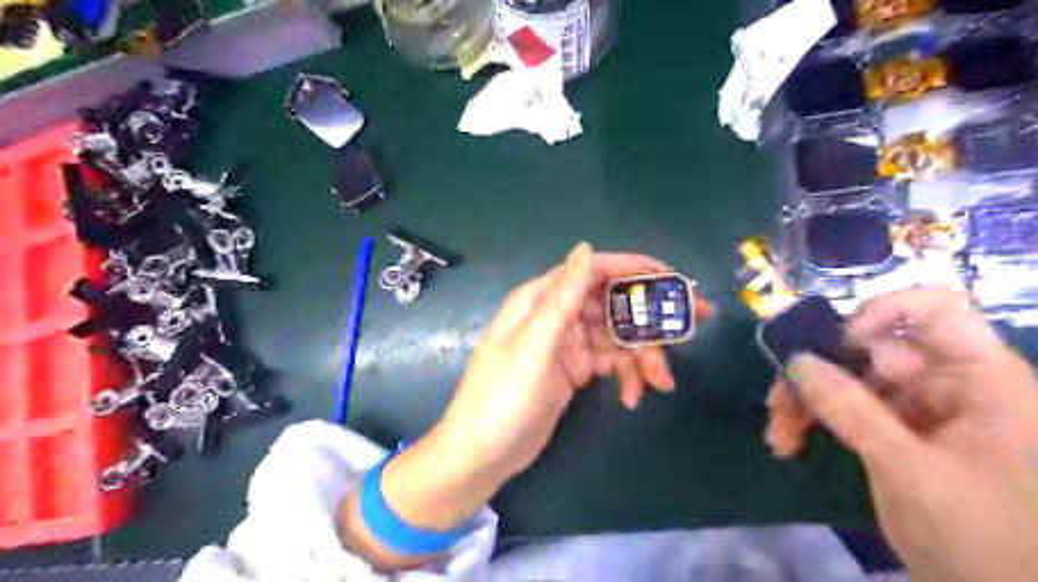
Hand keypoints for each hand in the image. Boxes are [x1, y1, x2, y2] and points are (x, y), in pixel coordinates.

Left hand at [343, 240, 709, 568]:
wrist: (483, 452)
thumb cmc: (503, 396)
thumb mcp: (534, 344)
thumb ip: (563, 297)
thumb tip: (585, 247)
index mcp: (542, 299)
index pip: (594, 270)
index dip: (635, 269)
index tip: (675, 279)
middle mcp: (557, 315)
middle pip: (613, 303)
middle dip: (651, 316)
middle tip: (695, 324)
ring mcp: (568, 344)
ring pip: (617, 336)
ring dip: (643, 356)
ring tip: (660, 382)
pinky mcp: (575, 369)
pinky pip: (611, 362)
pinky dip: (627, 375)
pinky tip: (633, 397)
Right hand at [764, 289, 1037, 581]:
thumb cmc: (986, 541)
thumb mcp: (910, 471)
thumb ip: (851, 410)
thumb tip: (797, 360)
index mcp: (981, 380)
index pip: (935, 310)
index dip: (882, 312)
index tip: (837, 344)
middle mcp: (950, 383)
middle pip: (869, 350)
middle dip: (817, 375)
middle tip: (777, 403)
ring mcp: (920, 408)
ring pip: (847, 380)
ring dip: (805, 402)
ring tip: (778, 434)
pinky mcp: (896, 431)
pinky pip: (845, 408)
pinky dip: (813, 421)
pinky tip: (788, 443)